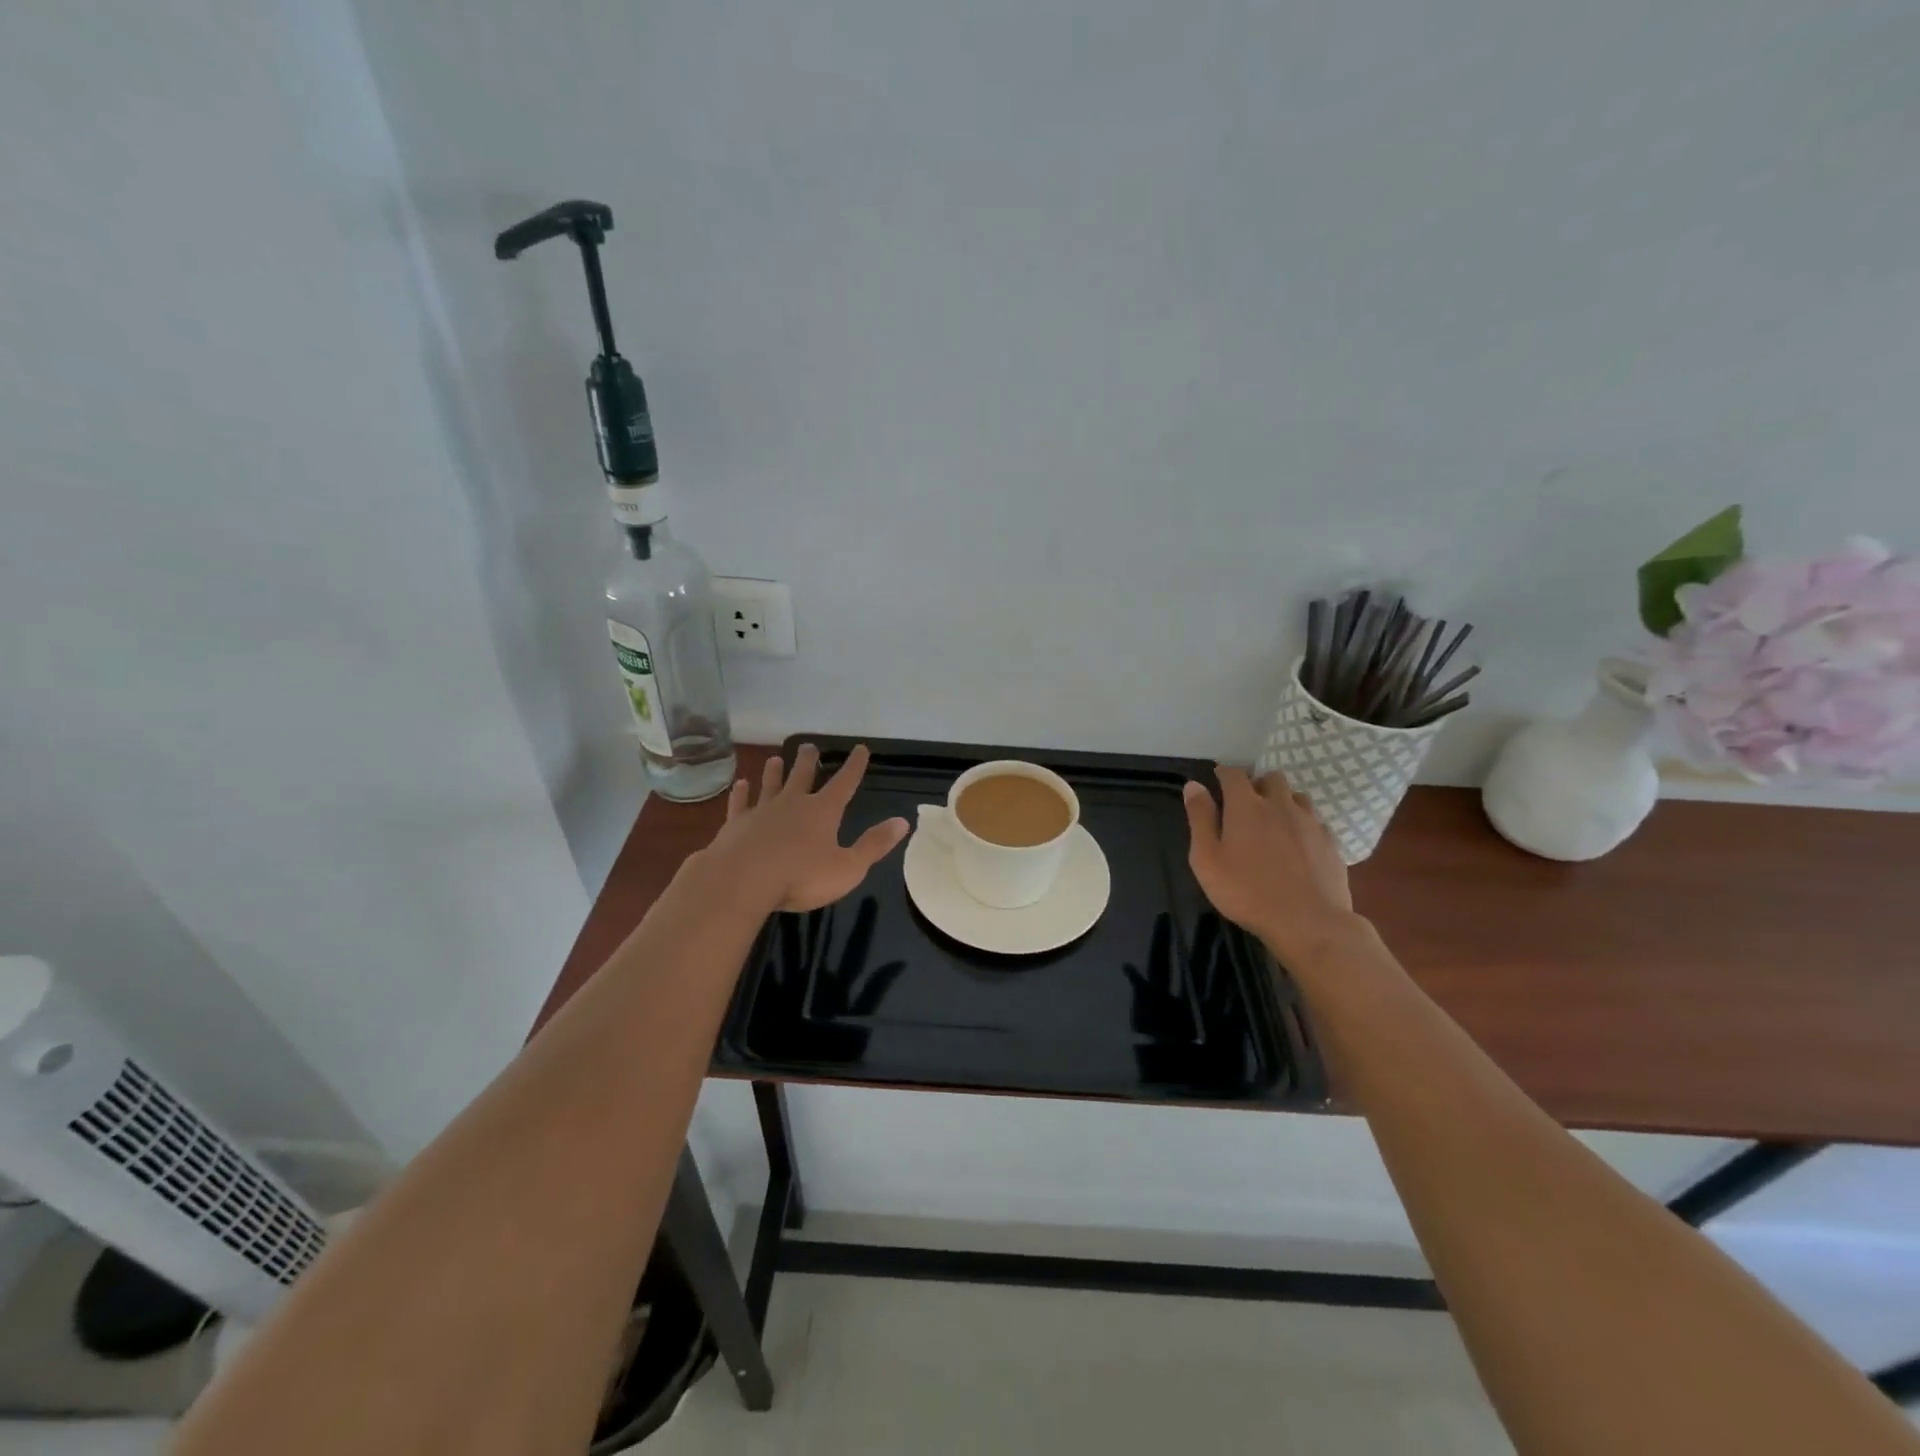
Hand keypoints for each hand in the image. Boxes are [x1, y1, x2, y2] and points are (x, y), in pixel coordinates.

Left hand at [695, 744, 908, 914]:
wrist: (741, 881)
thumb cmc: (801, 877)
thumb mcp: (848, 867)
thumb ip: (874, 844)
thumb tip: (903, 822)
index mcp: (823, 811)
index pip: (844, 782)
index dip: (854, 766)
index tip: (860, 748)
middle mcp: (793, 803)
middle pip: (802, 775)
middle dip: (809, 761)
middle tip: (809, 746)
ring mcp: (761, 811)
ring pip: (770, 784)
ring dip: (774, 772)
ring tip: (775, 759)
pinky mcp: (736, 824)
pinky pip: (740, 803)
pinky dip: (741, 793)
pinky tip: (740, 785)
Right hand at [1182, 765, 1355, 962]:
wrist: (1309, 923)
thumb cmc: (1246, 892)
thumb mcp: (1207, 859)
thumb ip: (1200, 819)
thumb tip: (1194, 785)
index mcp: (1246, 807)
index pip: (1234, 774)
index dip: (1224, 773)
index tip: (1217, 779)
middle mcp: (1281, 805)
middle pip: (1271, 778)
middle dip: (1257, 784)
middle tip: (1246, 804)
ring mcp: (1310, 823)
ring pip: (1297, 796)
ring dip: (1283, 801)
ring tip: (1274, 822)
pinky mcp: (1331, 843)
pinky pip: (1315, 821)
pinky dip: (1303, 824)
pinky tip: (1298, 844)